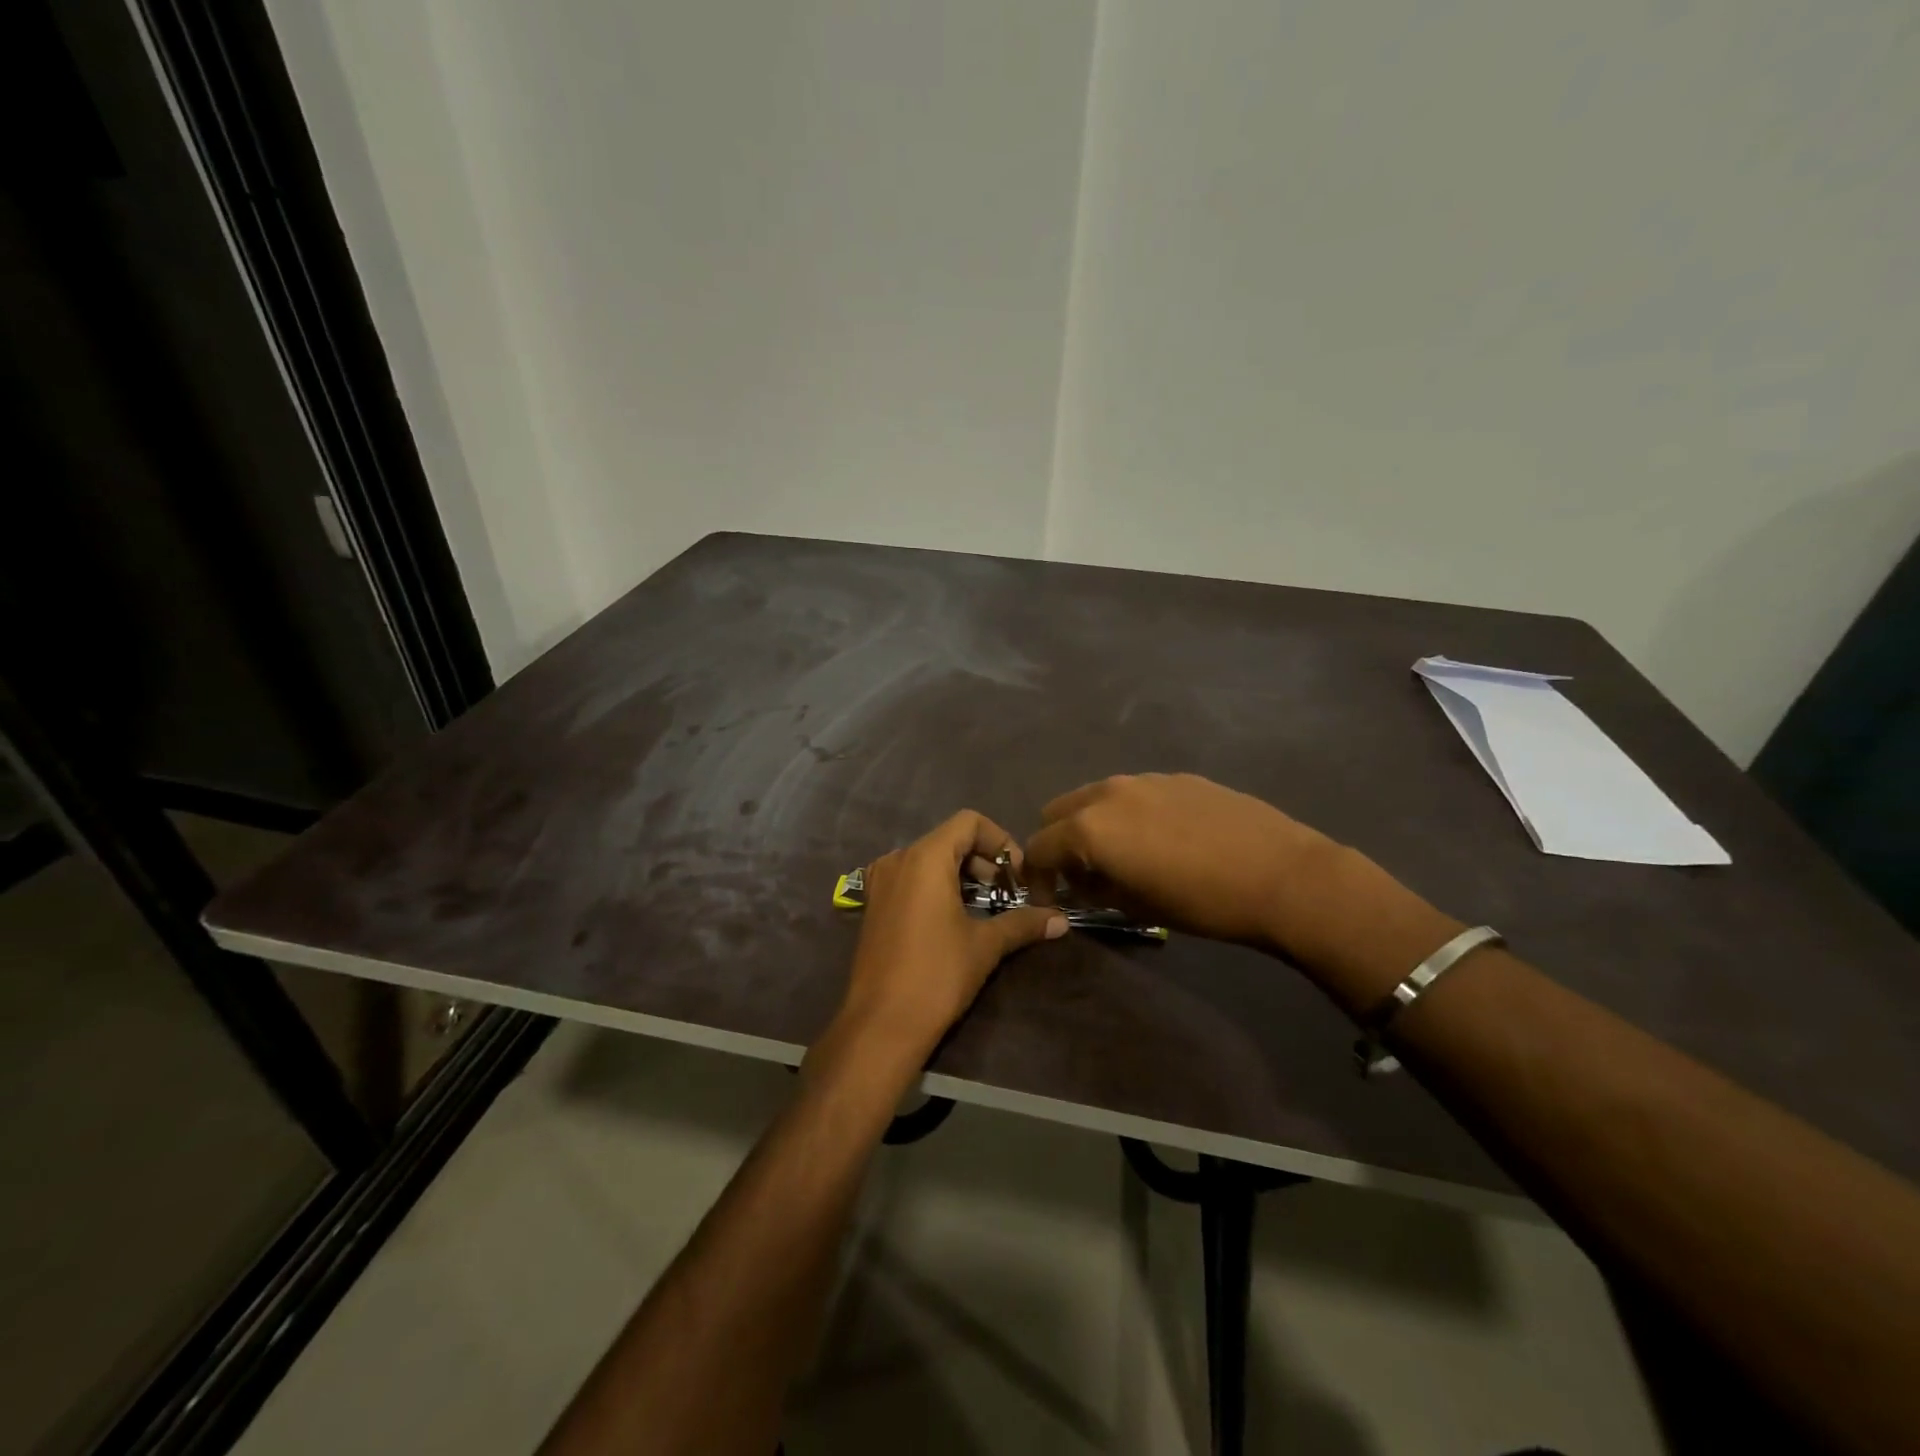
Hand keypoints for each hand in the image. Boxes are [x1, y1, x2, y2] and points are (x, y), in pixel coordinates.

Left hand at [832, 811, 1065, 1067]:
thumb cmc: (936, 976)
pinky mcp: (873, 904)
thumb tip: (1061, 920)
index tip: (1018, 875)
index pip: (969, 822)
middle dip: (984, 860)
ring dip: (962, 874)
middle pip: (949, 838)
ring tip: (986, 907)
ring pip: (929, 858)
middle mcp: (898, 859)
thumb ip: (1023, 923)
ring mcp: (880, 881)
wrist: (881, 1025)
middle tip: (1008, 894)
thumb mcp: (985, 946)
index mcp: (925, 857)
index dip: (1000, 840)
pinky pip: (911, 878)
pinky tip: (954, 919)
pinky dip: (937, 886)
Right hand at [1023, 773, 1342, 948]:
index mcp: (1090, 827)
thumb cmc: (1202, 902)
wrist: (1281, 875)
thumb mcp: (1137, 906)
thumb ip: (1097, 888)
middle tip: (1083, 875)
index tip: (1052, 899)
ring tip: (1123, 856)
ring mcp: (1145, 779)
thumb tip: (1086, 881)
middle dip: (1058, 843)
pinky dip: (1128, 814)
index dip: (1037, 878)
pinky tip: (1163, 840)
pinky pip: (1134, 793)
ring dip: (1093, 825)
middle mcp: (1109, 793)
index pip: (1038, 847)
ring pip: (1096, 797)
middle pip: (1057, 811)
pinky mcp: (1177, 777)